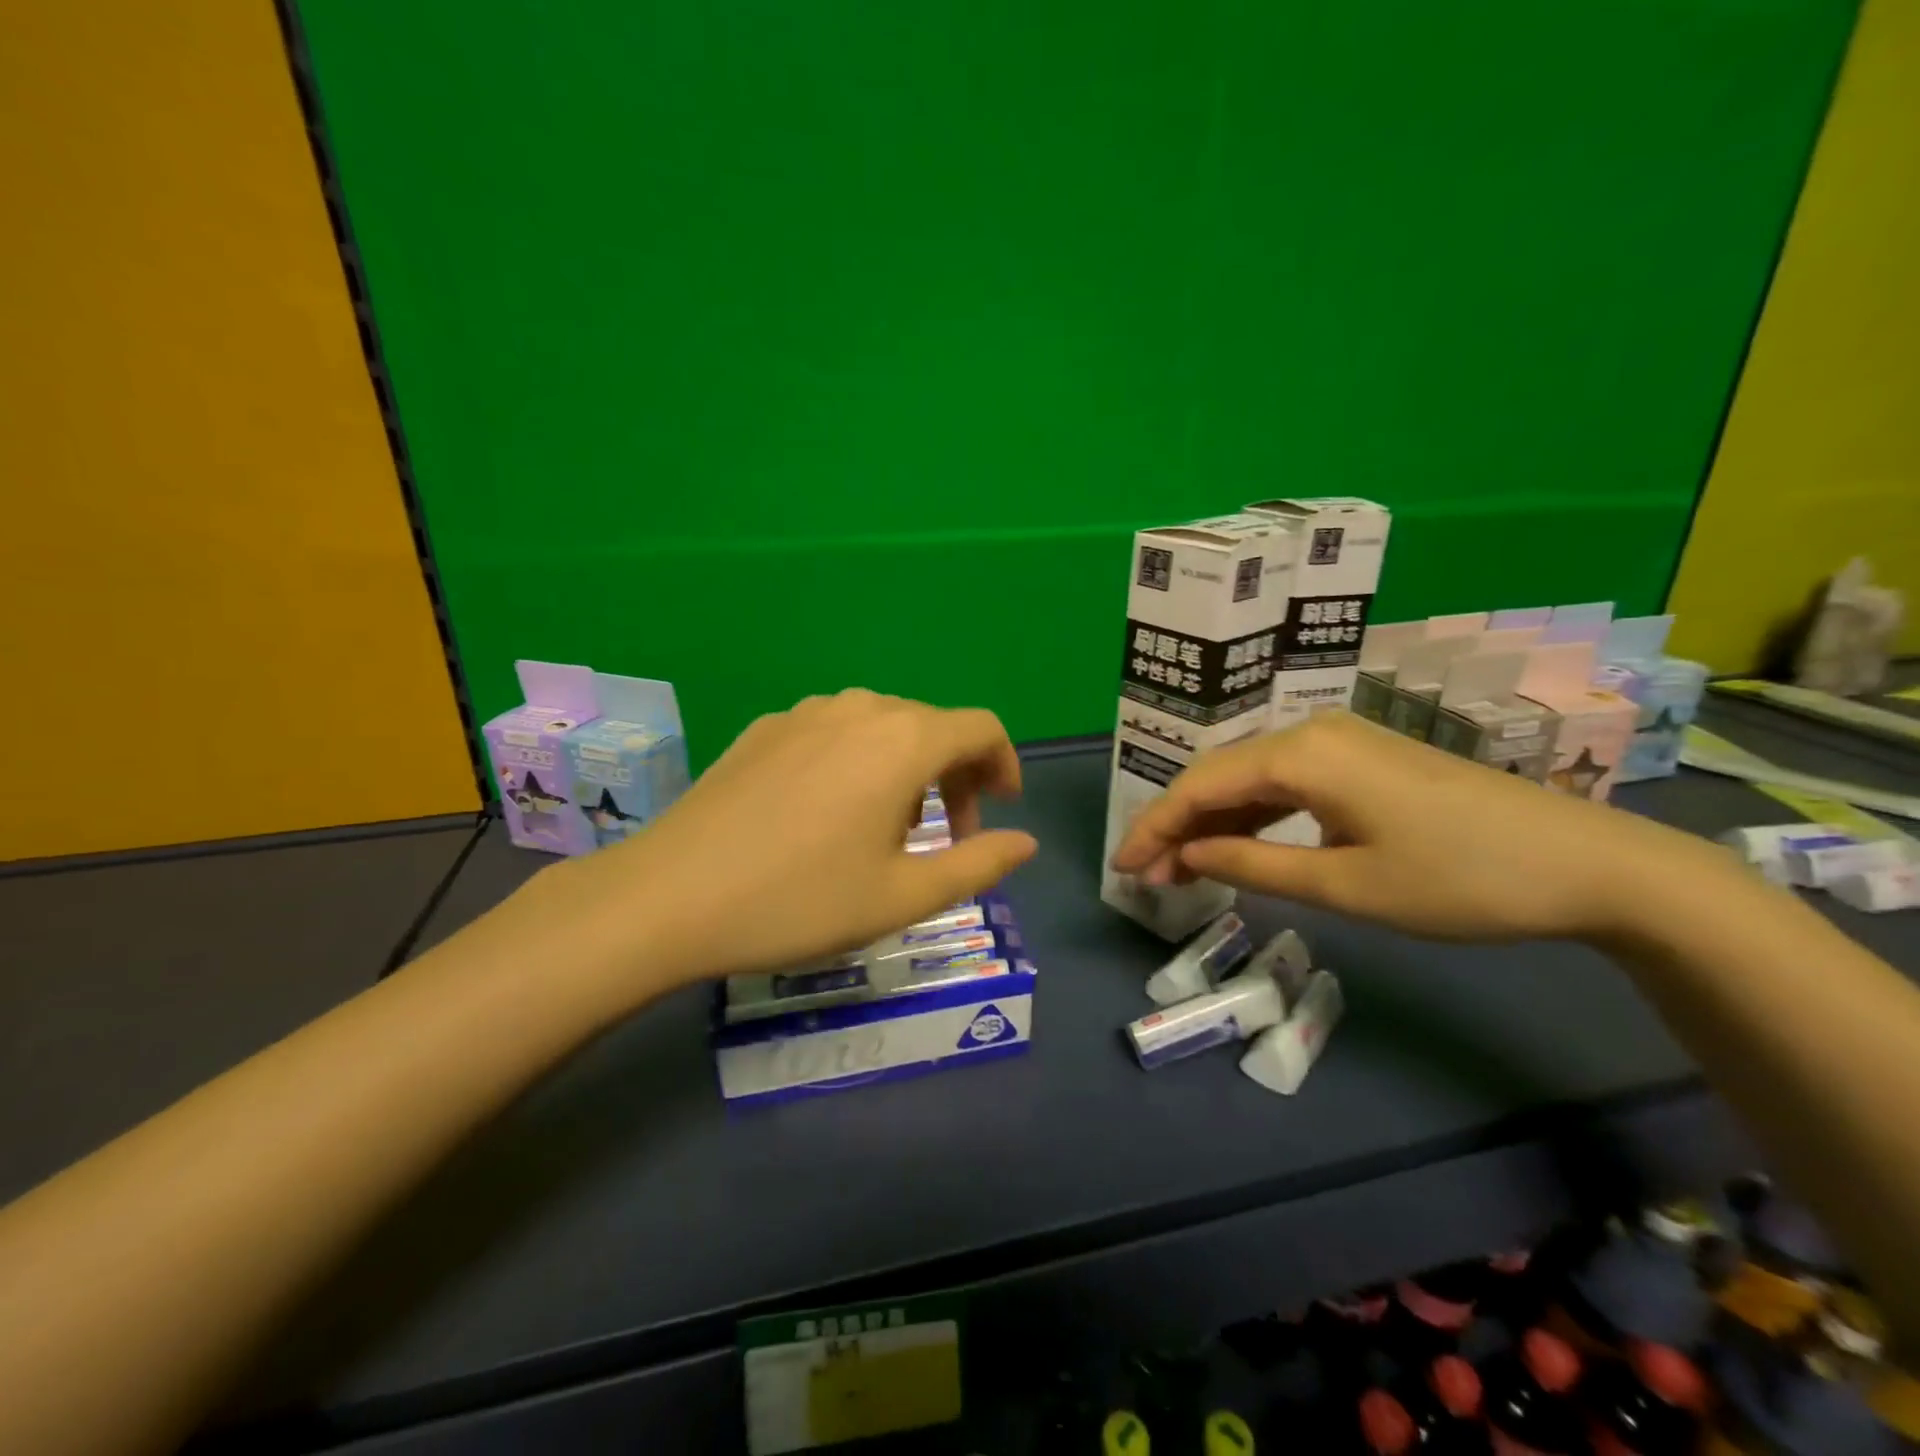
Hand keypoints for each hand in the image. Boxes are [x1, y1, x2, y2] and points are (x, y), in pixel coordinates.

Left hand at [533, 690, 1037, 991]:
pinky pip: (834, 731)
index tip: (1000, 809)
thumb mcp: (901, 896)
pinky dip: (858, 761)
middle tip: (946, 837)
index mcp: (902, 741)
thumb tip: (1025, 843)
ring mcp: (805, 713)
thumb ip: (977, 865)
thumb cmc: (799, 901)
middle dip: (955, 775)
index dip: (1003, 764)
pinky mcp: (765, 728)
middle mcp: (859, 709)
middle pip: (932, 725)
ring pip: (882, 726)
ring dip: (906, 767)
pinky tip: (828, 811)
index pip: (980, 728)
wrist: (668, 897)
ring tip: (887, 827)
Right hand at [1111, 710, 1728, 943]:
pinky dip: (1253, 816)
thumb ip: (1253, 866)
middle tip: (1146, 874)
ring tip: (1182, 867)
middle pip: (1218, 775)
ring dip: (1213, 821)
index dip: (1154, 827)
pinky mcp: (1362, 760)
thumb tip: (1187, 855)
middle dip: (1176, 825)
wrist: (1589, 864)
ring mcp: (1339, 742)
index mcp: (1300, 753)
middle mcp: (1310, 732)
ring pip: (1250, 778)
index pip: (1199, 785)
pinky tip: (1240, 845)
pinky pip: (1285, 783)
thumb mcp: (1346, 885)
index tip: (1123, 868)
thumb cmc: (1460, 879)